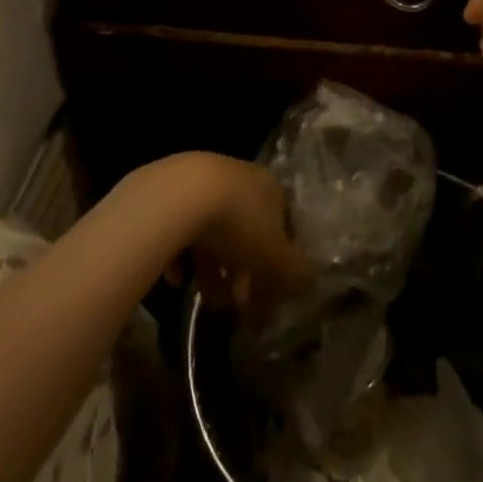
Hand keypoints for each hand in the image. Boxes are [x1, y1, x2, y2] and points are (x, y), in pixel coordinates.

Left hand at [186, 156, 310, 309]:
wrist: (178, 196)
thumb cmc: (238, 224)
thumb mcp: (275, 257)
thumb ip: (295, 273)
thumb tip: (311, 284)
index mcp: (271, 188)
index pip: (284, 224)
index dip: (280, 260)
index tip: (271, 290)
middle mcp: (242, 179)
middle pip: (248, 229)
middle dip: (244, 270)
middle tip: (237, 303)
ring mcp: (205, 182)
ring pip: (214, 231)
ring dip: (213, 269)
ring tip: (206, 300)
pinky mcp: (171, 192)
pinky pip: (181, 229)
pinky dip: (182, 256)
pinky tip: (177, 278)